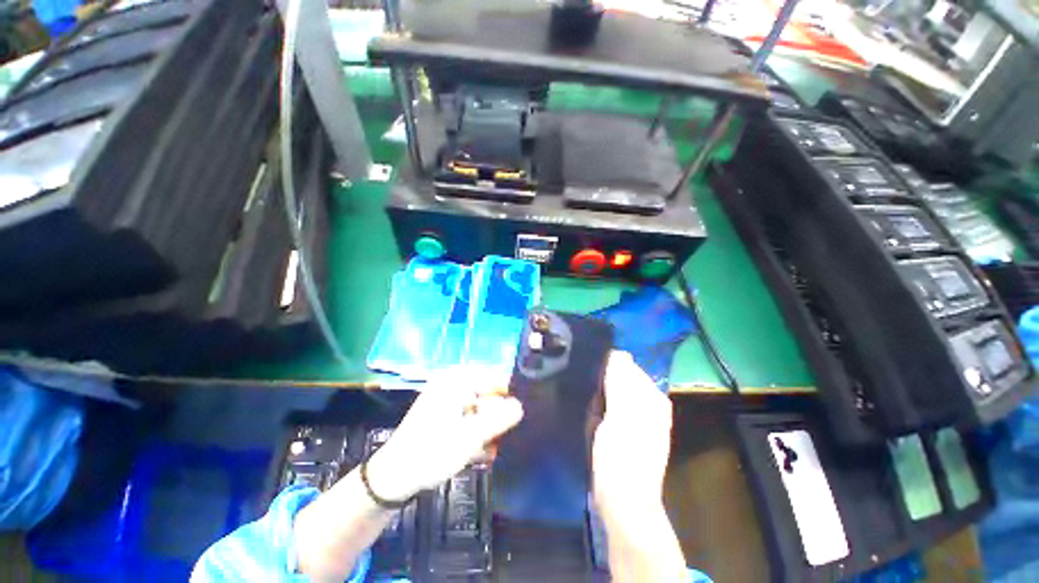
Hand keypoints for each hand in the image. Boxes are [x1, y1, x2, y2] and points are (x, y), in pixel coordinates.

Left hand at [366, 368, 523, 501]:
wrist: (394, 478)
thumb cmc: (432, 452)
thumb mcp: (470, 436)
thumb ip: (499, 419)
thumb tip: (521, 405)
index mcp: (458, 380)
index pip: (497, 378)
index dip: (511, 396)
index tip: (523, 416)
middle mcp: (455, 383)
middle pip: (490, 394)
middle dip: (500, 416)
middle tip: (508, 436)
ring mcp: (450, 398)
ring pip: (482, 408)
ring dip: (490, 427)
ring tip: (495, 447)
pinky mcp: (447, 414)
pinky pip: (472, 417)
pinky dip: (478, 432)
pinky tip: (483, 451)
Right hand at [592, 351, 672, 524]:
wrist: (624, 501)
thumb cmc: (621, 455)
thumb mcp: (619, 412)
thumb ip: (619, 380)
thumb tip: (617, 352)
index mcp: (652, 397)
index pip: (627, 366)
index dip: (606, 370)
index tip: (592, 382)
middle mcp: (651, 404)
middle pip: (621, 380)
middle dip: (604, 386)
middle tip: (593, 403)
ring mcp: (641, 419)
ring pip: (614, 395)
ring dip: (601, 400)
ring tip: (593, 414)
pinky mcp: (629, 432)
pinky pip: (612, 409)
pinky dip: (602, 412)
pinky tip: (596, 424)